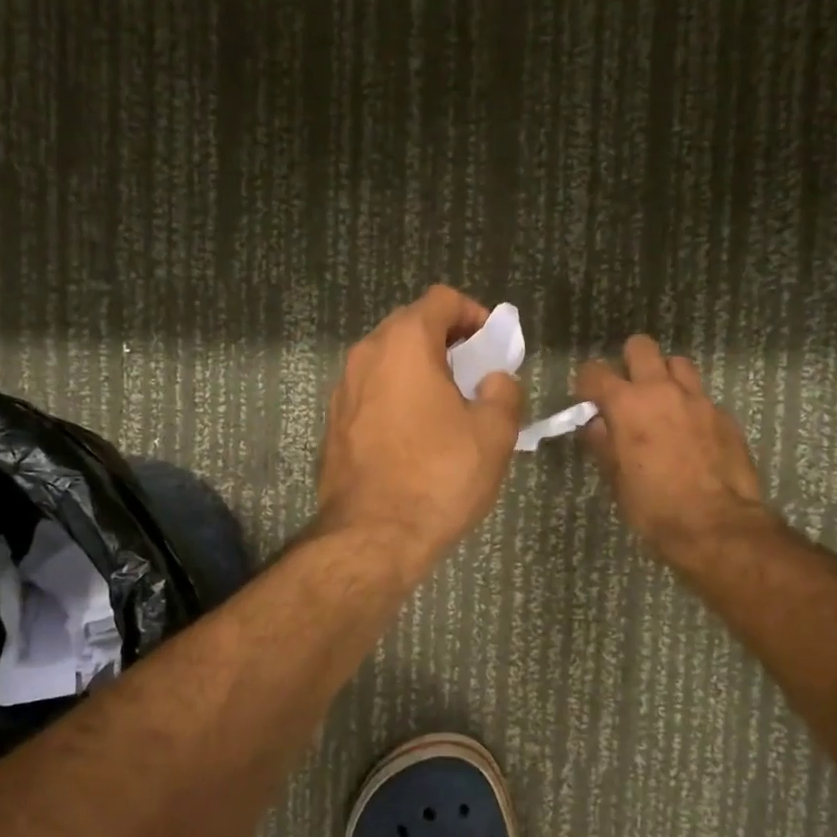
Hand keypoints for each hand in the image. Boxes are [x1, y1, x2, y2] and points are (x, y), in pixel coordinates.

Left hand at [316, 286, 524, 573]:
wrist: (373, 536)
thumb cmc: (439, 477)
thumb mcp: (494, 433)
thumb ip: (503, 391)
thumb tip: (494, 379)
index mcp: (404, 344)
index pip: (441, 299)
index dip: (474, 314)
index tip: (493, 346)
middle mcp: (365, 355)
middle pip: (410, 326)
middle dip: (447, 342)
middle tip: (475, 375)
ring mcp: (342, 390)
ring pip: (388, 362)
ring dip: (420, 371)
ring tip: (449, 408)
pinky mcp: (333, 424)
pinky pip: (372, 393)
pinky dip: (396, 398)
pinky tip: (417, 436)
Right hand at [575, 336, 769, 566]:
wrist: (715, 525)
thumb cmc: (653, 506)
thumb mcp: (616, 479)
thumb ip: (604, 443)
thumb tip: (596, 424)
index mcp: (626, 404)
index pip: (594, 372)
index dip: (586, 383)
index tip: (586, 400)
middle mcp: (661, 390)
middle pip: (641, 347)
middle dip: (628, 362)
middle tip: (626, 391)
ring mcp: (698, 399)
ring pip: (677, 363)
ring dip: (664, 376)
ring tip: (660, 403)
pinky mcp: (724, 415)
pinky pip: (701, 395)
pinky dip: (689, 405)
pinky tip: (689, 432)